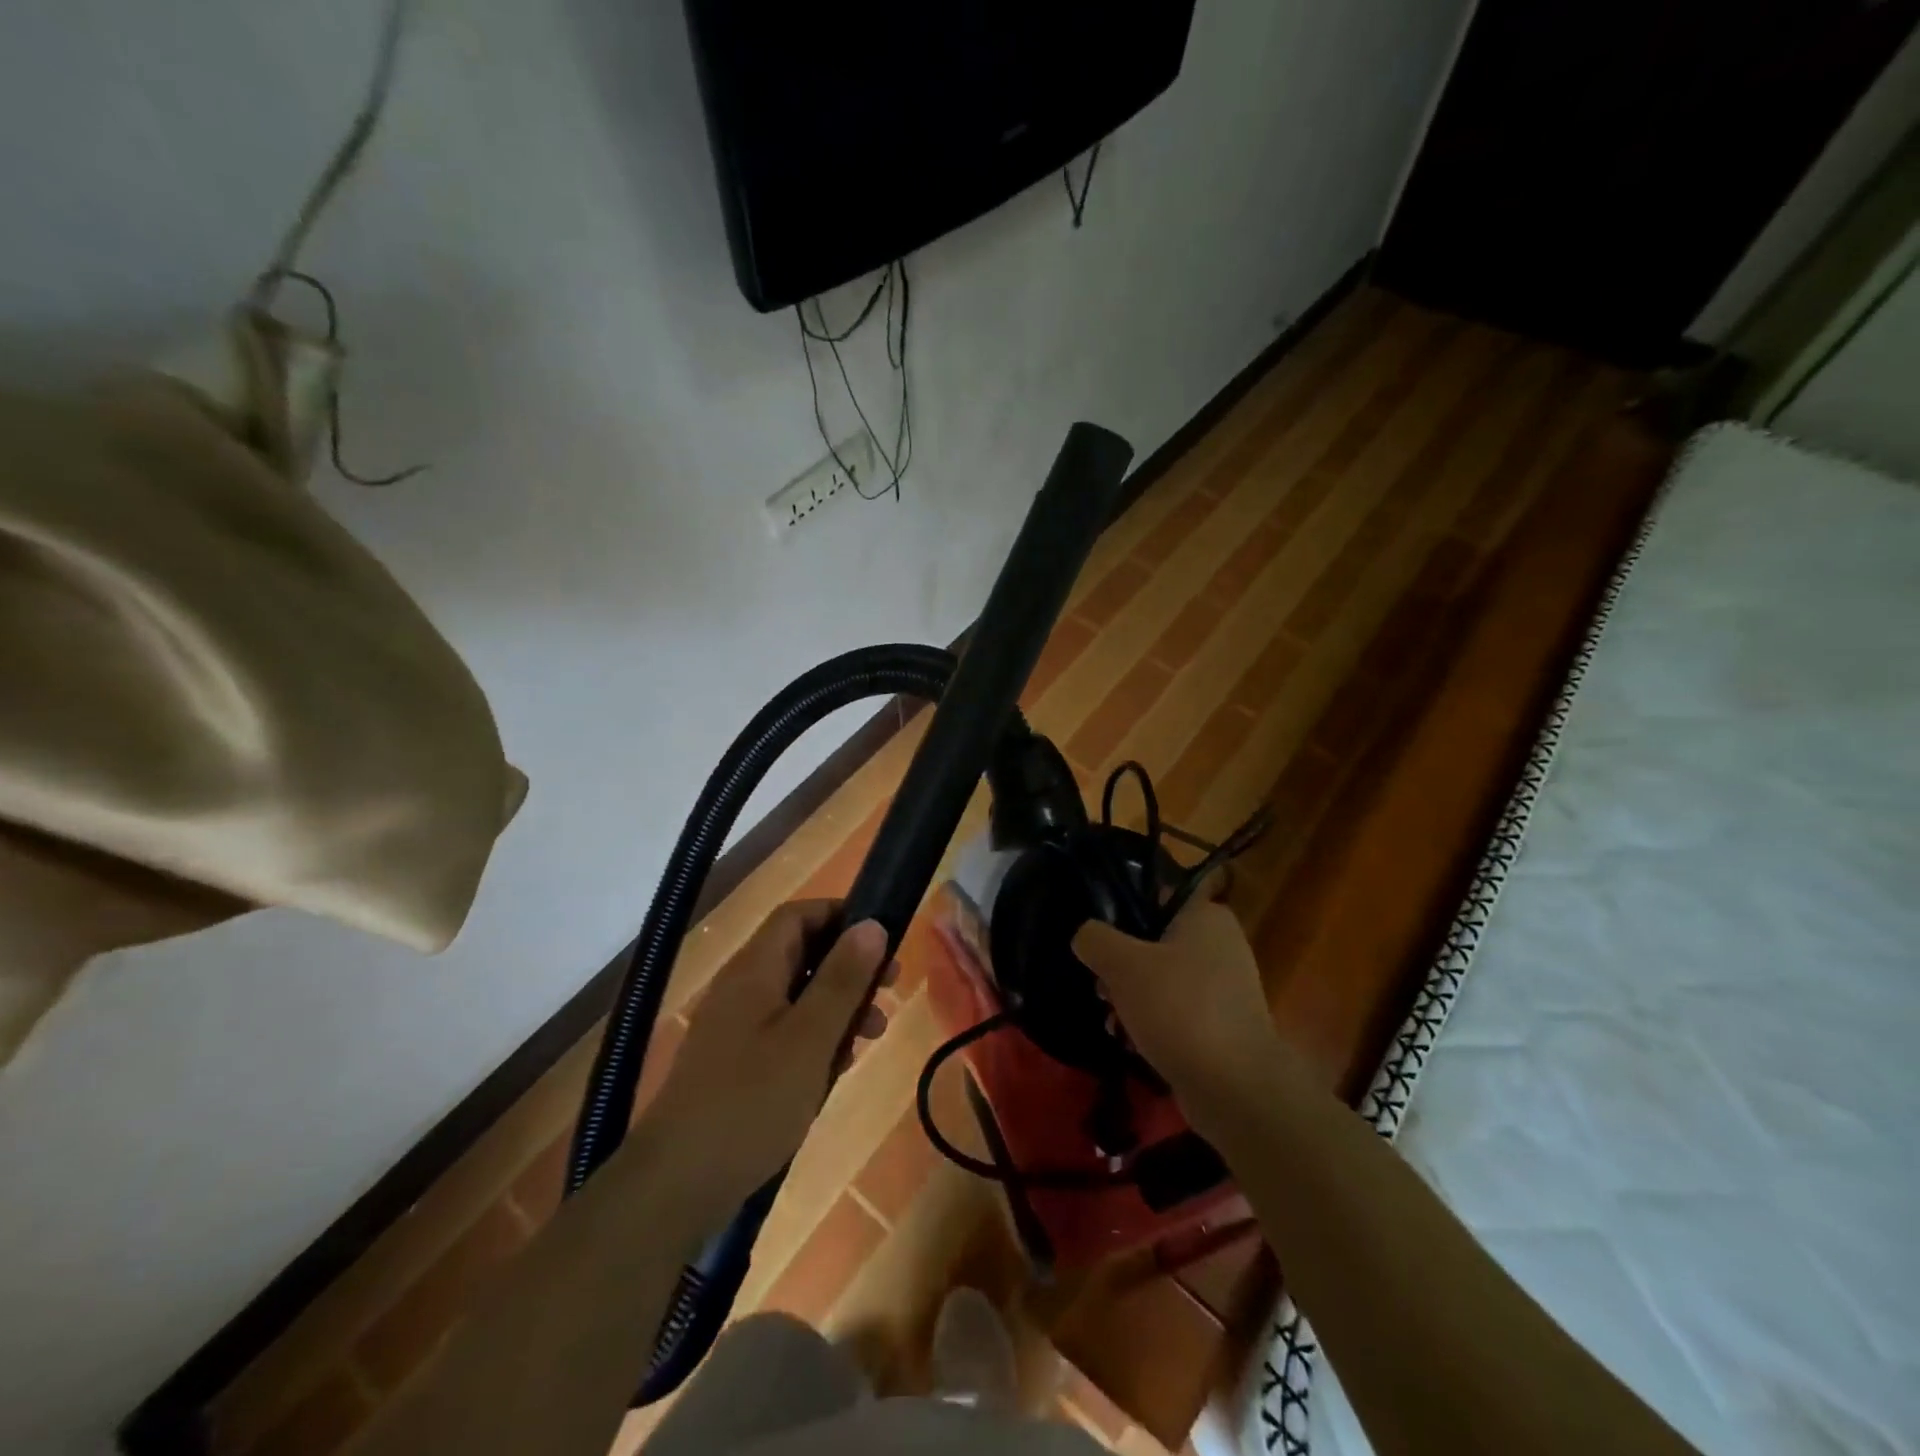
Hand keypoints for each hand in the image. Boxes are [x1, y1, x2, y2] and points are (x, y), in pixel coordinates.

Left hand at [638, 902, 892, 1216]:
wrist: (676, 1186)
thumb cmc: (751, 1102)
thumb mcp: (810, 1038)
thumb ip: (842, 979)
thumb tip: (872, 924)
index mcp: (754, 969)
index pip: (798, 915)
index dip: (841, 915)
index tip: (882, 938)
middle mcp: (742, 988)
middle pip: (801, 954)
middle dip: (848, 968)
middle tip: (888, 990)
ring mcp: (735, 1027)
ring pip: (797, 996)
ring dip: (838, 1007)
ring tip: (872, 1036)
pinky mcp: (735, 1062)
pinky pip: (784, 1032)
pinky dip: (815, 1039)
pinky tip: (835, 1070)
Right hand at [1072, 876, 1280, 1122]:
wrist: (1234, 1088)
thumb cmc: (1179, 1008)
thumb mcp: (1122, 964)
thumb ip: (1095, 939)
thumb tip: (1085, 936)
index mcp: (1206, 916)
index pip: (1155, 897)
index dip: (1121, 914)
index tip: (1096, 939)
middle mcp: (1221, 945)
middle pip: (1154, 943)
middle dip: (1121, 967)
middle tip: (1100, 986)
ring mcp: (1225, 988)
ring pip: (1162, 980)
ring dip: (1132, 998)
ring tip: (1112, 1021)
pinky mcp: (1222, 1026)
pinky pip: (1177, 1013)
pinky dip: (1153, 1023)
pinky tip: (1131, 1042)